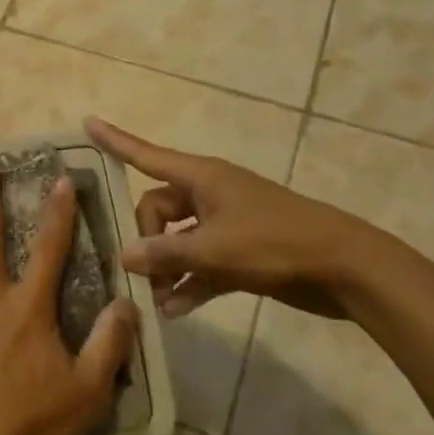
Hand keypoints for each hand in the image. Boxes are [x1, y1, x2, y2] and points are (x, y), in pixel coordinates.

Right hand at [87, 118, 384, 319]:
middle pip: (157, 209)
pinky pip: (201, 264)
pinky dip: (189, 283)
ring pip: (179, 240)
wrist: (347, 269)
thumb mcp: (215, 249)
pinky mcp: (241, 252)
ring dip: (166, 269)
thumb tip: (125, 255)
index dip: (115, 140)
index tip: (87, 122)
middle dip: (146, 241)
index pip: (145, 154)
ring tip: (153, 302)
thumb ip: (166, 253)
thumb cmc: (276, 243)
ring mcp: (226, 224)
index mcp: (201, 177)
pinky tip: (174, 311)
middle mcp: (208, 195)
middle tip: (142, 274)